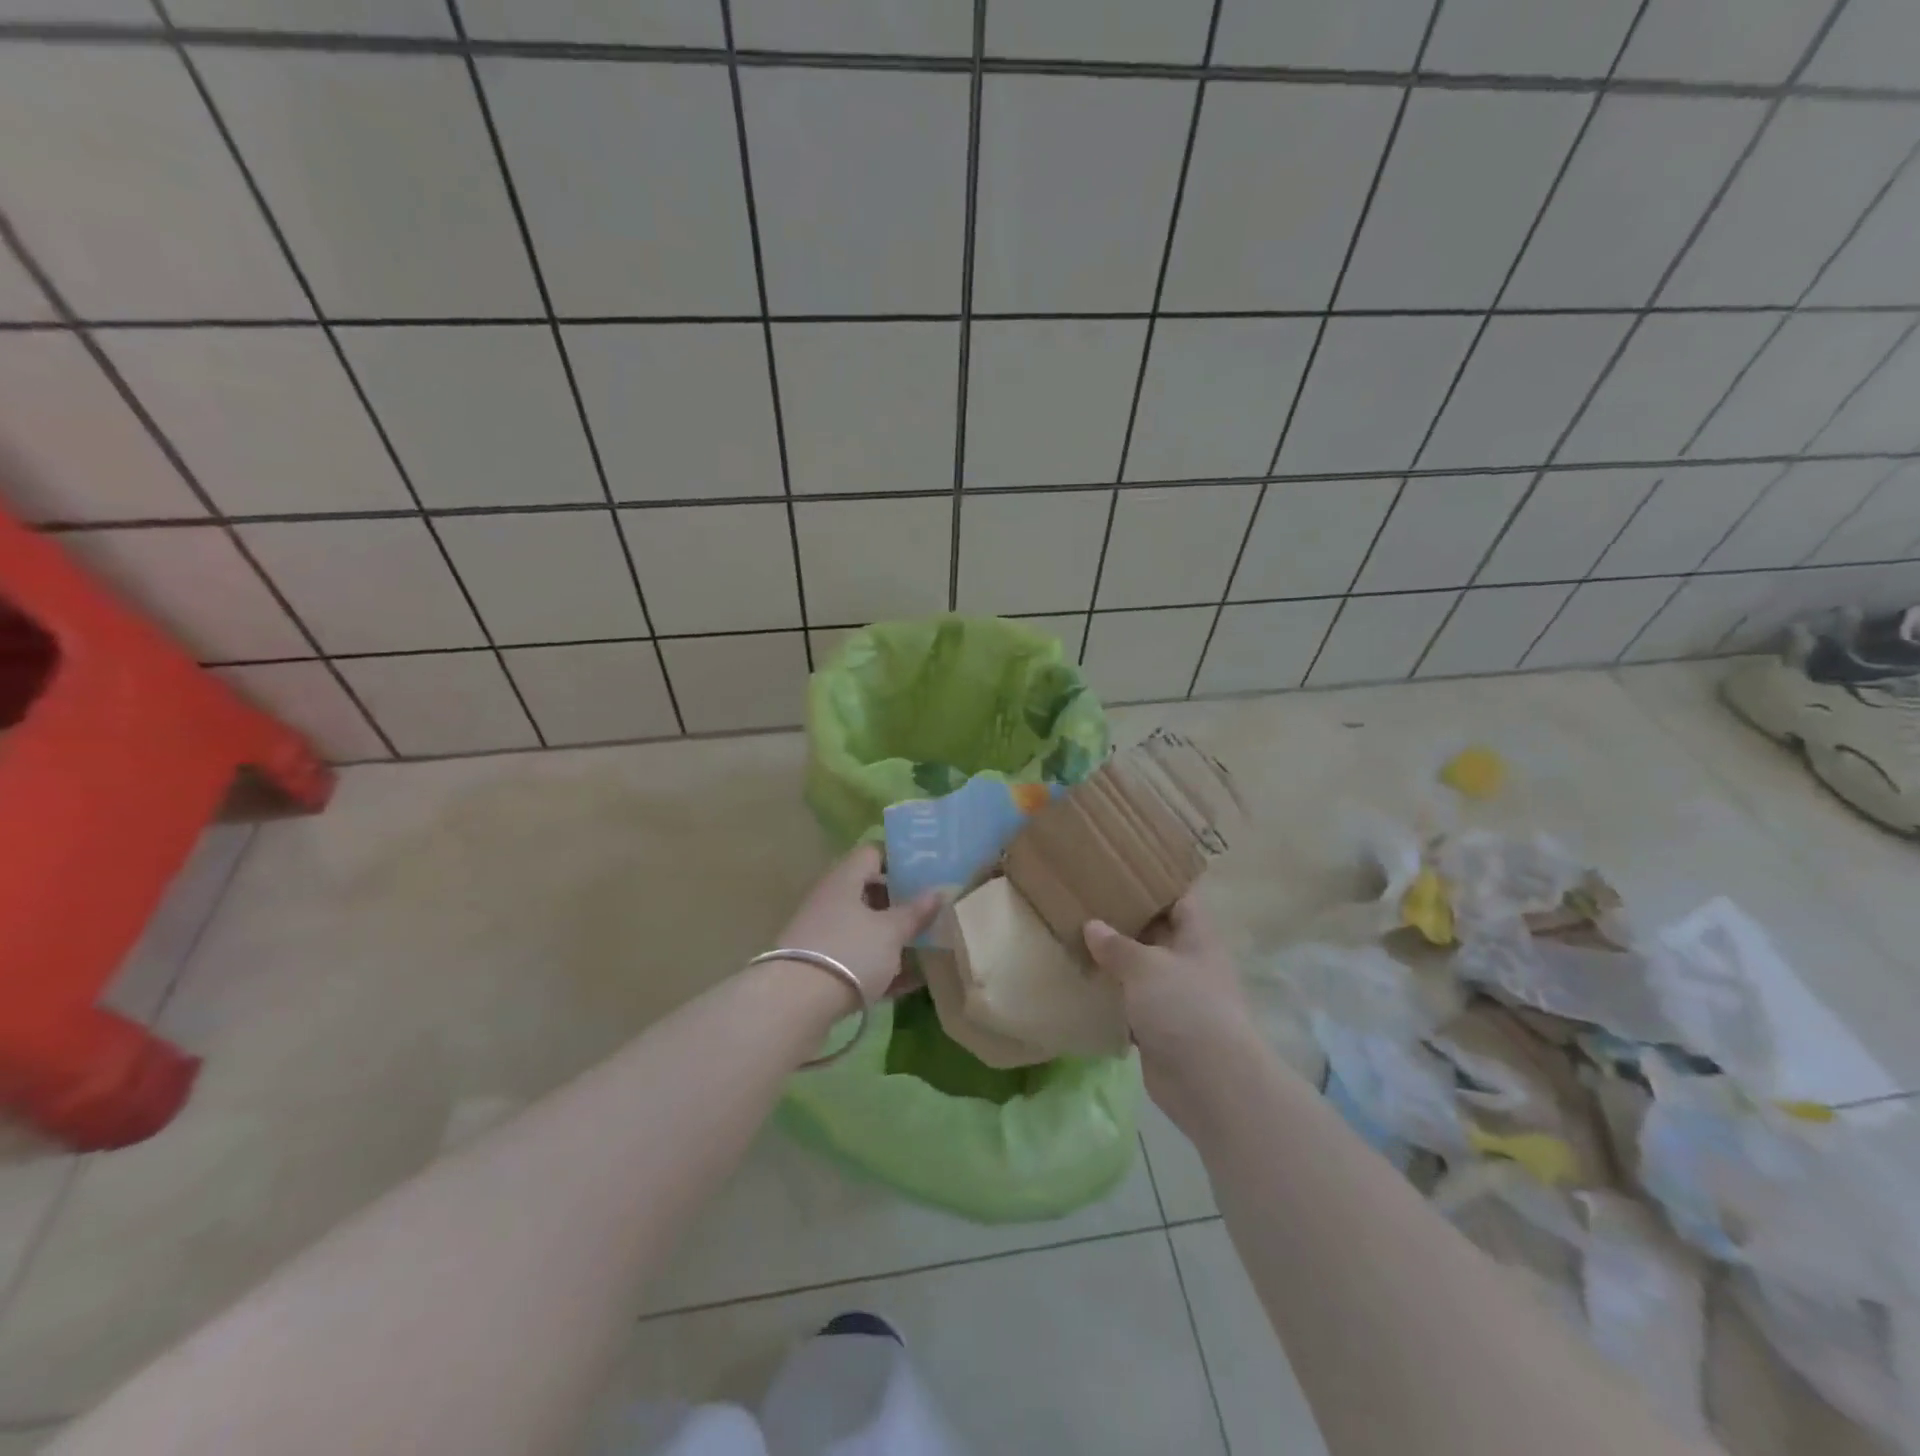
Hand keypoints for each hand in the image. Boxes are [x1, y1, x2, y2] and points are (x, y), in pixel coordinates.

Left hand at [773, 845, 942, 1002]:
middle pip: (870, 892)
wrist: (794, 1004)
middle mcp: (831, 900)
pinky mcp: (821, 967)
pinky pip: (858, 958)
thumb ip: (916, 912)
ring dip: (893, 937)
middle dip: (901, 903)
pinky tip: (911, 982)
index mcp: (845, 880)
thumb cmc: (849, 952)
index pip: (873, 854)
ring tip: (928, 947)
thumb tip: (938, 892)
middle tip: (933, 912)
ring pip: (865, 928)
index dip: (900, 860)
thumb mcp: (891, 932)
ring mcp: (824, 935)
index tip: (928, 873)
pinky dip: (882, 966)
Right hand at [1083, 895, 1255, 1111]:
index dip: (1154, 881)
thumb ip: (1117, 946)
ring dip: (1113, 960)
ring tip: (1073, 936)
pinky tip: (1080, 983)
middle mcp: (1188, 963)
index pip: (1178, 898)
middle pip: (1156, 932)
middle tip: (1083, 900)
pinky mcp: (1159, 1029)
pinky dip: (1110, 996)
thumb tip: (1092, 926)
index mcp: (1197, 938)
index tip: (1120, 867)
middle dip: (1124, 919)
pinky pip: (1130, 1004)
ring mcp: (1175, 998)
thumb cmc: (1185, 1008)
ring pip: (1140, 970)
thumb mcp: (1147, 966)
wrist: (1210, 1083)